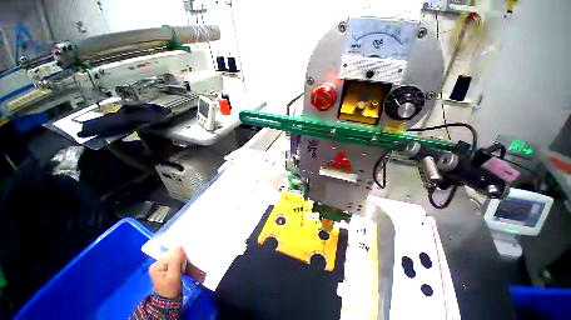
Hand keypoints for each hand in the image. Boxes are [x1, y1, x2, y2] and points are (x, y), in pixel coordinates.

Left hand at [149, 247, 205, 298]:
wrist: (170, 300)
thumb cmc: (171, 289)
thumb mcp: (173, 276)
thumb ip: (176, 261)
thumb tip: (179, 247)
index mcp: (156, 265)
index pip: (171, 253)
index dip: (180, 258)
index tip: (182, 267)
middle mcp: (158, 262)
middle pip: (174, 254)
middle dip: (181, 259)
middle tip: (182, 269)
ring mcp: (162, 264)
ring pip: (177, 256)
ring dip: (182, 261)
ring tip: (182, 270)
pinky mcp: (168, 266)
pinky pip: (177, 259)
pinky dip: (181, 262)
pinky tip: (182, 268)